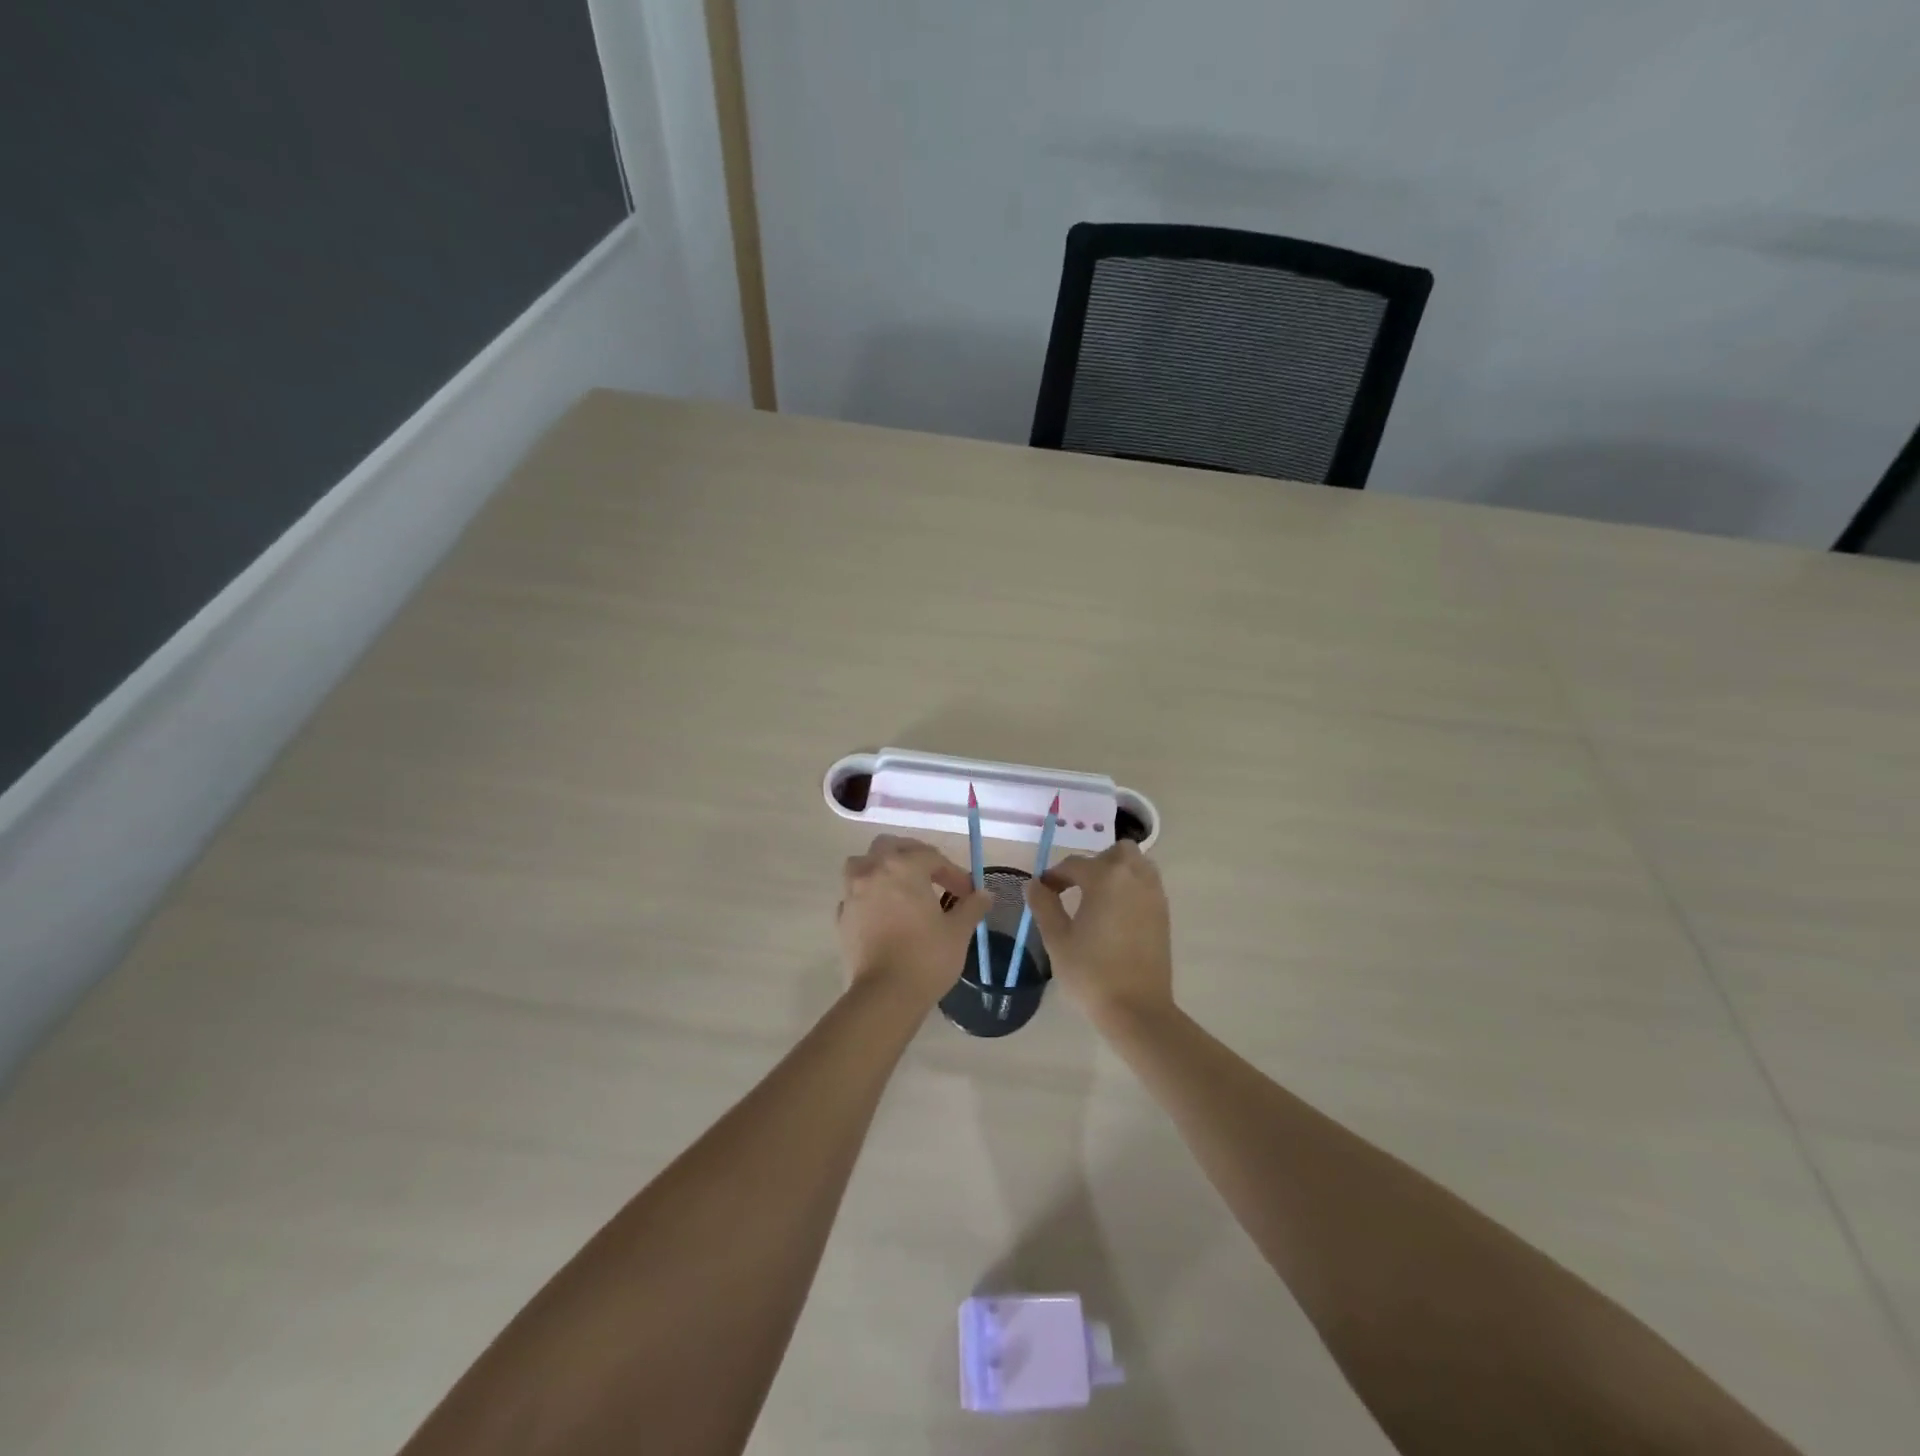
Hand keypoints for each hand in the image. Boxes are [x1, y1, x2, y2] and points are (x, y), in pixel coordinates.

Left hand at [837, 835, 991, 1005]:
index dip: (953, 872)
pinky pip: (854, 894)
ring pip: (863, 864)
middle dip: (912, 855)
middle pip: (890, 846)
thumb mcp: (958, 931)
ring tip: (900, 886)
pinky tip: (882, 912)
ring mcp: (853, 893)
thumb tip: (984, 894)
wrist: (885, 995)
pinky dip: (868, 895)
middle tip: (932, 875)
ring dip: (881, 868)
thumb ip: (972, 907)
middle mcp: (874, 871)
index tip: (968, 893)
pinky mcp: (842, 917)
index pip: (932, 857)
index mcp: (904, 867)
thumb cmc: (927, 957)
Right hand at [1022, 841, 1173, 1030]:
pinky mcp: (1164, 914)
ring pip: (1137, 864)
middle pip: (1116, 852)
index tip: (1043, 891)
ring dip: (1117, 871)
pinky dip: (1132, 887)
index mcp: (1105, 878)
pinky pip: (1147, 884)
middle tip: (1076, 887)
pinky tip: (1116, 913)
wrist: (1137, 1009)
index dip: (1054, 876)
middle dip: (1094, 863)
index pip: (1074, 864)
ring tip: (1098, 897)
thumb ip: (1043, 904)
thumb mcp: (1057, 938)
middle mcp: (1134, 878)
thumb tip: (1034, 884)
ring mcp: (1154, 895)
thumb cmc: (1091, 973)